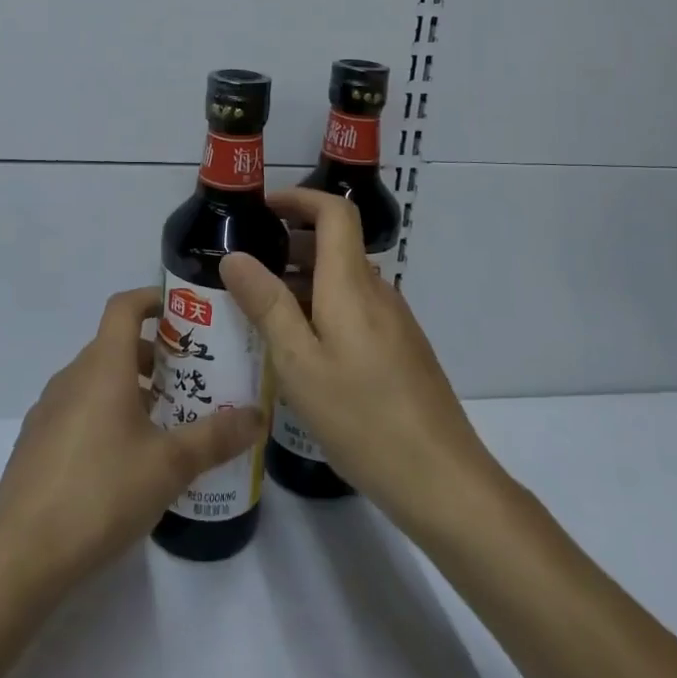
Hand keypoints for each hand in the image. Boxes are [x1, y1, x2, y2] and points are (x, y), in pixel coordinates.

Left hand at [0, 288, 262, 589]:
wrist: (22, 555)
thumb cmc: (101, 493)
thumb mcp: (169, 465)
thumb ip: (216, 437)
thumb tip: (258, 416)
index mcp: (103, 366)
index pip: (124, 306)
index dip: (152, 299)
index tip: (184, 314)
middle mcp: (72, 376)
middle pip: (114, 345)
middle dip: (154, 355)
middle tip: (190, 380)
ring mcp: (48, 409)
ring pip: (96, 380)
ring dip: (130, 387)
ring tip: (164, 423)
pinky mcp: (36, 442)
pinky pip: (78, 409)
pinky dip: (105, 414)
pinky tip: (124, 460)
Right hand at [221, 188, 498, 535]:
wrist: (442, 479)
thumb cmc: (362, 417)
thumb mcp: (299, 363)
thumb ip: (267, 305)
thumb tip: (235, 256)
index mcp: (352, 284)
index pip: (335, 212)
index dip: (300, 198)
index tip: (263, 208)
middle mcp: (377, 291)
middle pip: (336, 244)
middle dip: (290, 243)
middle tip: (246, 267)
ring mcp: (393, 321)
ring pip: (343, 280)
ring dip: (303, 280)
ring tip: (262, 310)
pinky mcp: (400, 348)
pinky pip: (355, 307)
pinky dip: (322, 307)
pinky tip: (301, 349)